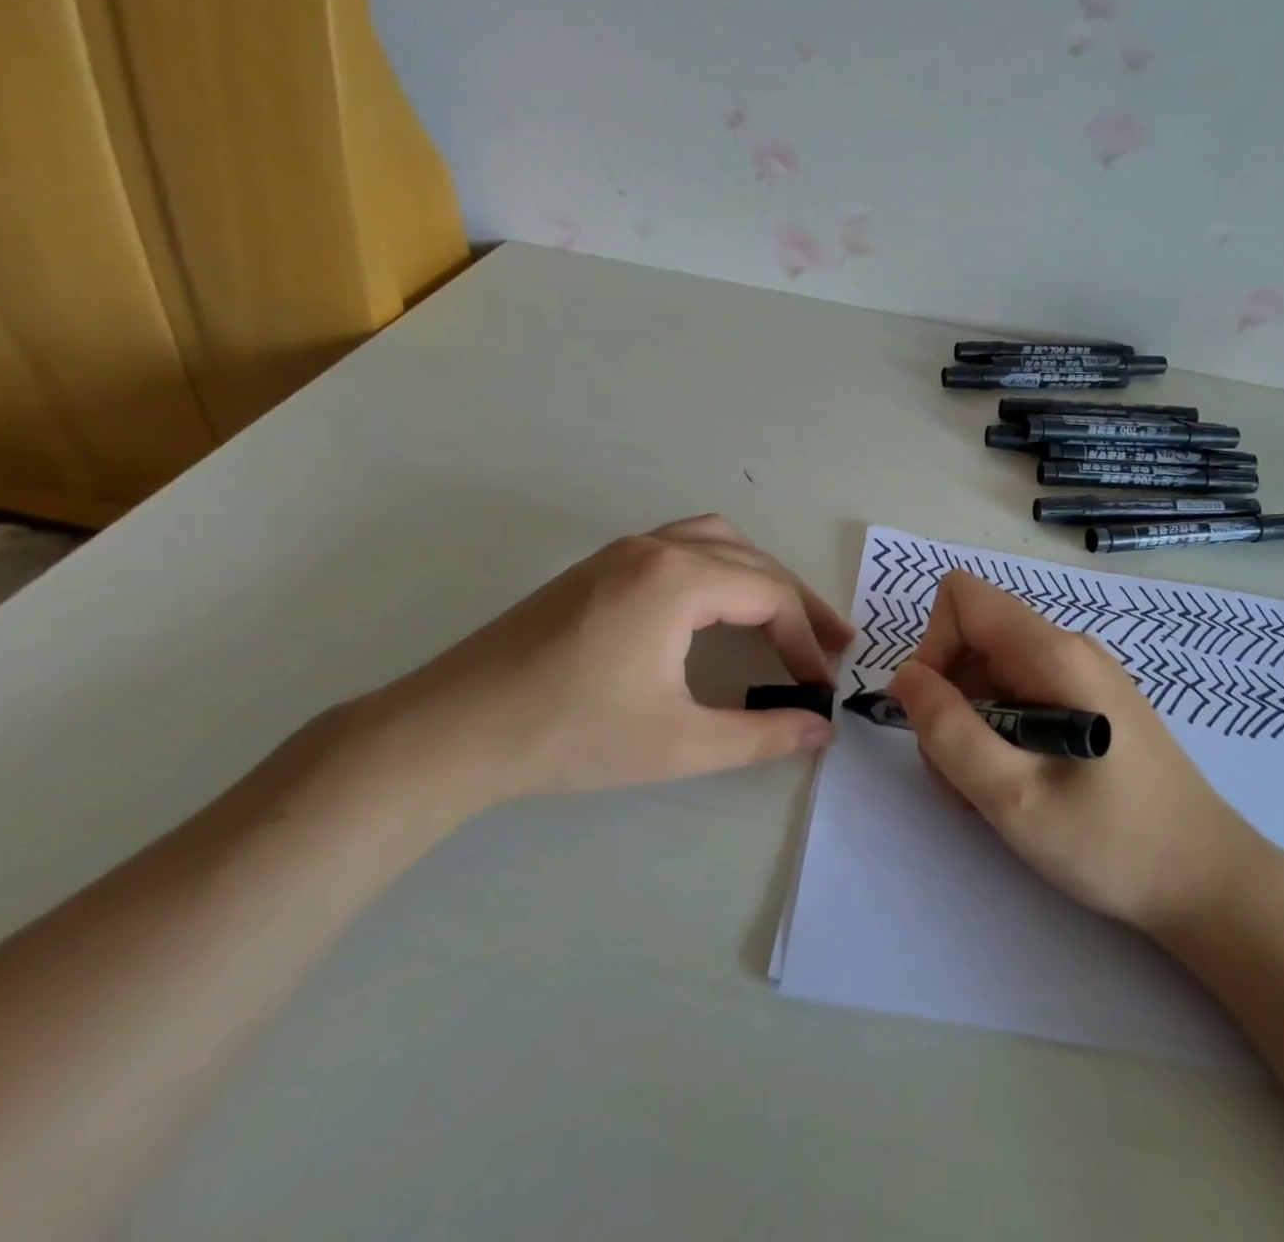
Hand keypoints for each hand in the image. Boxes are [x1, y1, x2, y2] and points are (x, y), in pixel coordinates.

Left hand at [351, 515, 853, 810]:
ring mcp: (622, 551)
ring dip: (759, 574)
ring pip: (716, 541)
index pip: (769, 594)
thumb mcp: (679, 743)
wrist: (451, 731)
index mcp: (678, 579)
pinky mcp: (598, 567)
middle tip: (832, 644)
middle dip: (796, 602)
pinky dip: (720, 567)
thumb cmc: (570, 735)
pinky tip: (719, 605)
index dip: (806, 640)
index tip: (822, 686)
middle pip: (751, 560)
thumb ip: (761, 735)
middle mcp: (655, 548)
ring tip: (785, 615)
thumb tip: (821, 731)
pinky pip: (681, 547)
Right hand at [886, 571, 1270, 938]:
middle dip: (949, 701)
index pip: (962, 597)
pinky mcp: (1088, 704)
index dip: (933, 646)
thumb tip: (906, 677)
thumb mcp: (1013, 797)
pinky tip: (1019, 787)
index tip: (939, 715)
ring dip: (971, 727)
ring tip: (993, 792)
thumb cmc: (1113, 843)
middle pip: (972, 639)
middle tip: (963, 774)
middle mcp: (1067, 649)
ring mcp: (1080, 676)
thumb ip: (948, 731)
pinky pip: (1020, 697)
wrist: (1208, 882)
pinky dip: (999, 736)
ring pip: (991, 674)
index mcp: (1052, 653)